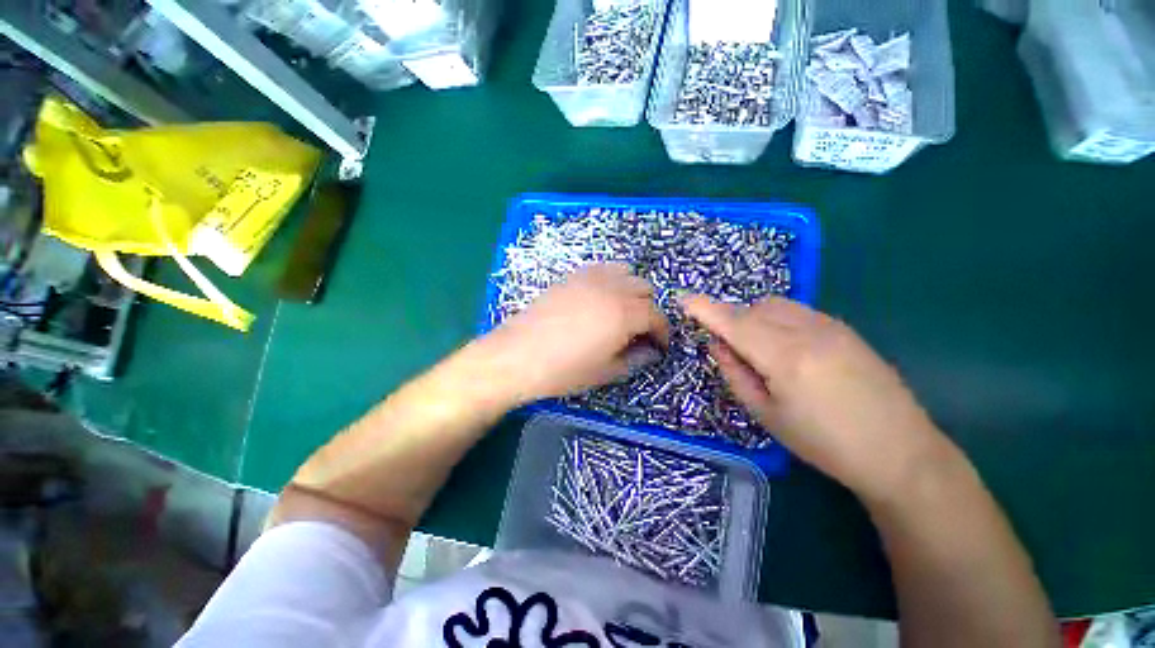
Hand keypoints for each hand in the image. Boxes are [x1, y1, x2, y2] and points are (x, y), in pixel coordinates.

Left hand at [483, 263, 669, 403]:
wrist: (517, 355)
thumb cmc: (564, 370)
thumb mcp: (606, 372)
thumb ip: (635, 358)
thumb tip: (650, 351)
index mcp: (625, 313)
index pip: (657, 316)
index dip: (663, 332)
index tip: (659, 345)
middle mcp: (612, 288)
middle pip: (645, 289)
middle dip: (648, 310)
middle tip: (639, 331)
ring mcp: (590, 278)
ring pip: (626, 273)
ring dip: (632, 291)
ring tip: (621, 312)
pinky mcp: (572, 276)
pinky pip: (602, 268)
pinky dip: (611, 280)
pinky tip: (600, 298)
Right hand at [681, 295, 946, 497]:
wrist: (899, 451)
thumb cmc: (824, 443)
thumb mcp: (766, 415)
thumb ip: (735, 374)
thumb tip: (717, 344)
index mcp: (784, 357)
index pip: (733, 323)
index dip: (704, 309)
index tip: (683, 299)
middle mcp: (806, 331)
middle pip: (751, 310)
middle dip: (729, 320)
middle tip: (725, 346)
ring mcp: (830, 326)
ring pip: (774, 305)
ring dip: (752, 317)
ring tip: (755, 347)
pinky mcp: (844, 328)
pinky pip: (795, 311)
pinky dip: (775, 319)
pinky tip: (784, 346)